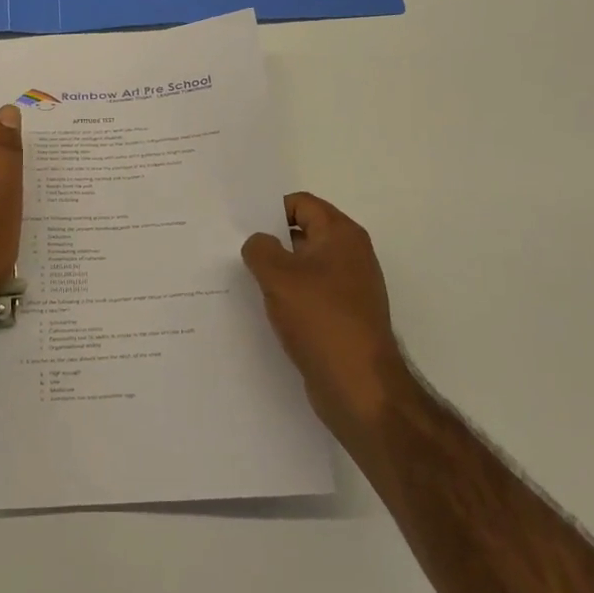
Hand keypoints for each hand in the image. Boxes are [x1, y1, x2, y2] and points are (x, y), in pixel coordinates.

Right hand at [242, 193, 410, 439]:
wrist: (360, 388)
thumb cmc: (321, 320)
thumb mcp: (279, 276)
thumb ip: (260, 249)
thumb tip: (259, 243)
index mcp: (342, 235)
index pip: (301, 204)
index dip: (269, 210)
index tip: (240, 225)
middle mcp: (350, 255)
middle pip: (303, 233)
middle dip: (270, 241)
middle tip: (233, 249)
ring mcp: (349, 288)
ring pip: (304, 266)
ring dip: (276, 272)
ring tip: (243, 280)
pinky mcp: (342, 317)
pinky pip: (309, 294)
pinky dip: (288, 297)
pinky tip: (264, 310)